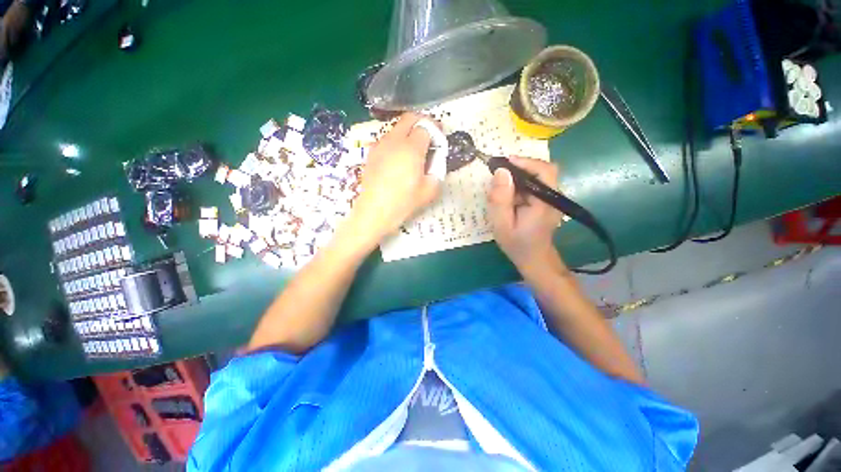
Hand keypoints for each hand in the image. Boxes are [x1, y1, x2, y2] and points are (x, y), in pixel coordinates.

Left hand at [347, 113, 440, 245]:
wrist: (374, 212)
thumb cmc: (403, 203)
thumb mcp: (429, 190)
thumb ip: (437, 171)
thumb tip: (435, 160)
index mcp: (412, 148)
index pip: (426, 127)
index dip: (436, 131)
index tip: (439, 140)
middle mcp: (394, 140)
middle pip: (409, 118)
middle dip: (422, 122)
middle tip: (429, 137)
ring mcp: (380, 145)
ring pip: (396, 127)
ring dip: (408, 132)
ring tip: (414, 149)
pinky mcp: (371, 153)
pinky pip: (386, 139)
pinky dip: (396, 141)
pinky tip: (398, 158)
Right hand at [487, 157, 563, 271]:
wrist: (534, 259)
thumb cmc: (517, 244)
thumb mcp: (502, 224)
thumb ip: (500, 199)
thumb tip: (500, 172)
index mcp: (545, 201)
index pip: (544, 170)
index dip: (525, 162)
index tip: (503, 163)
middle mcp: (554, 196)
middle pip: (541, 170)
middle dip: (519, 168)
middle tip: (498, 176)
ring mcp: (552, 198)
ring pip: (537, 177)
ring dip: (518, 177)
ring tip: (500, 188)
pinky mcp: (547, 201)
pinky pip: (534, 185)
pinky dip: (520, 186)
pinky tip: (509, 196)